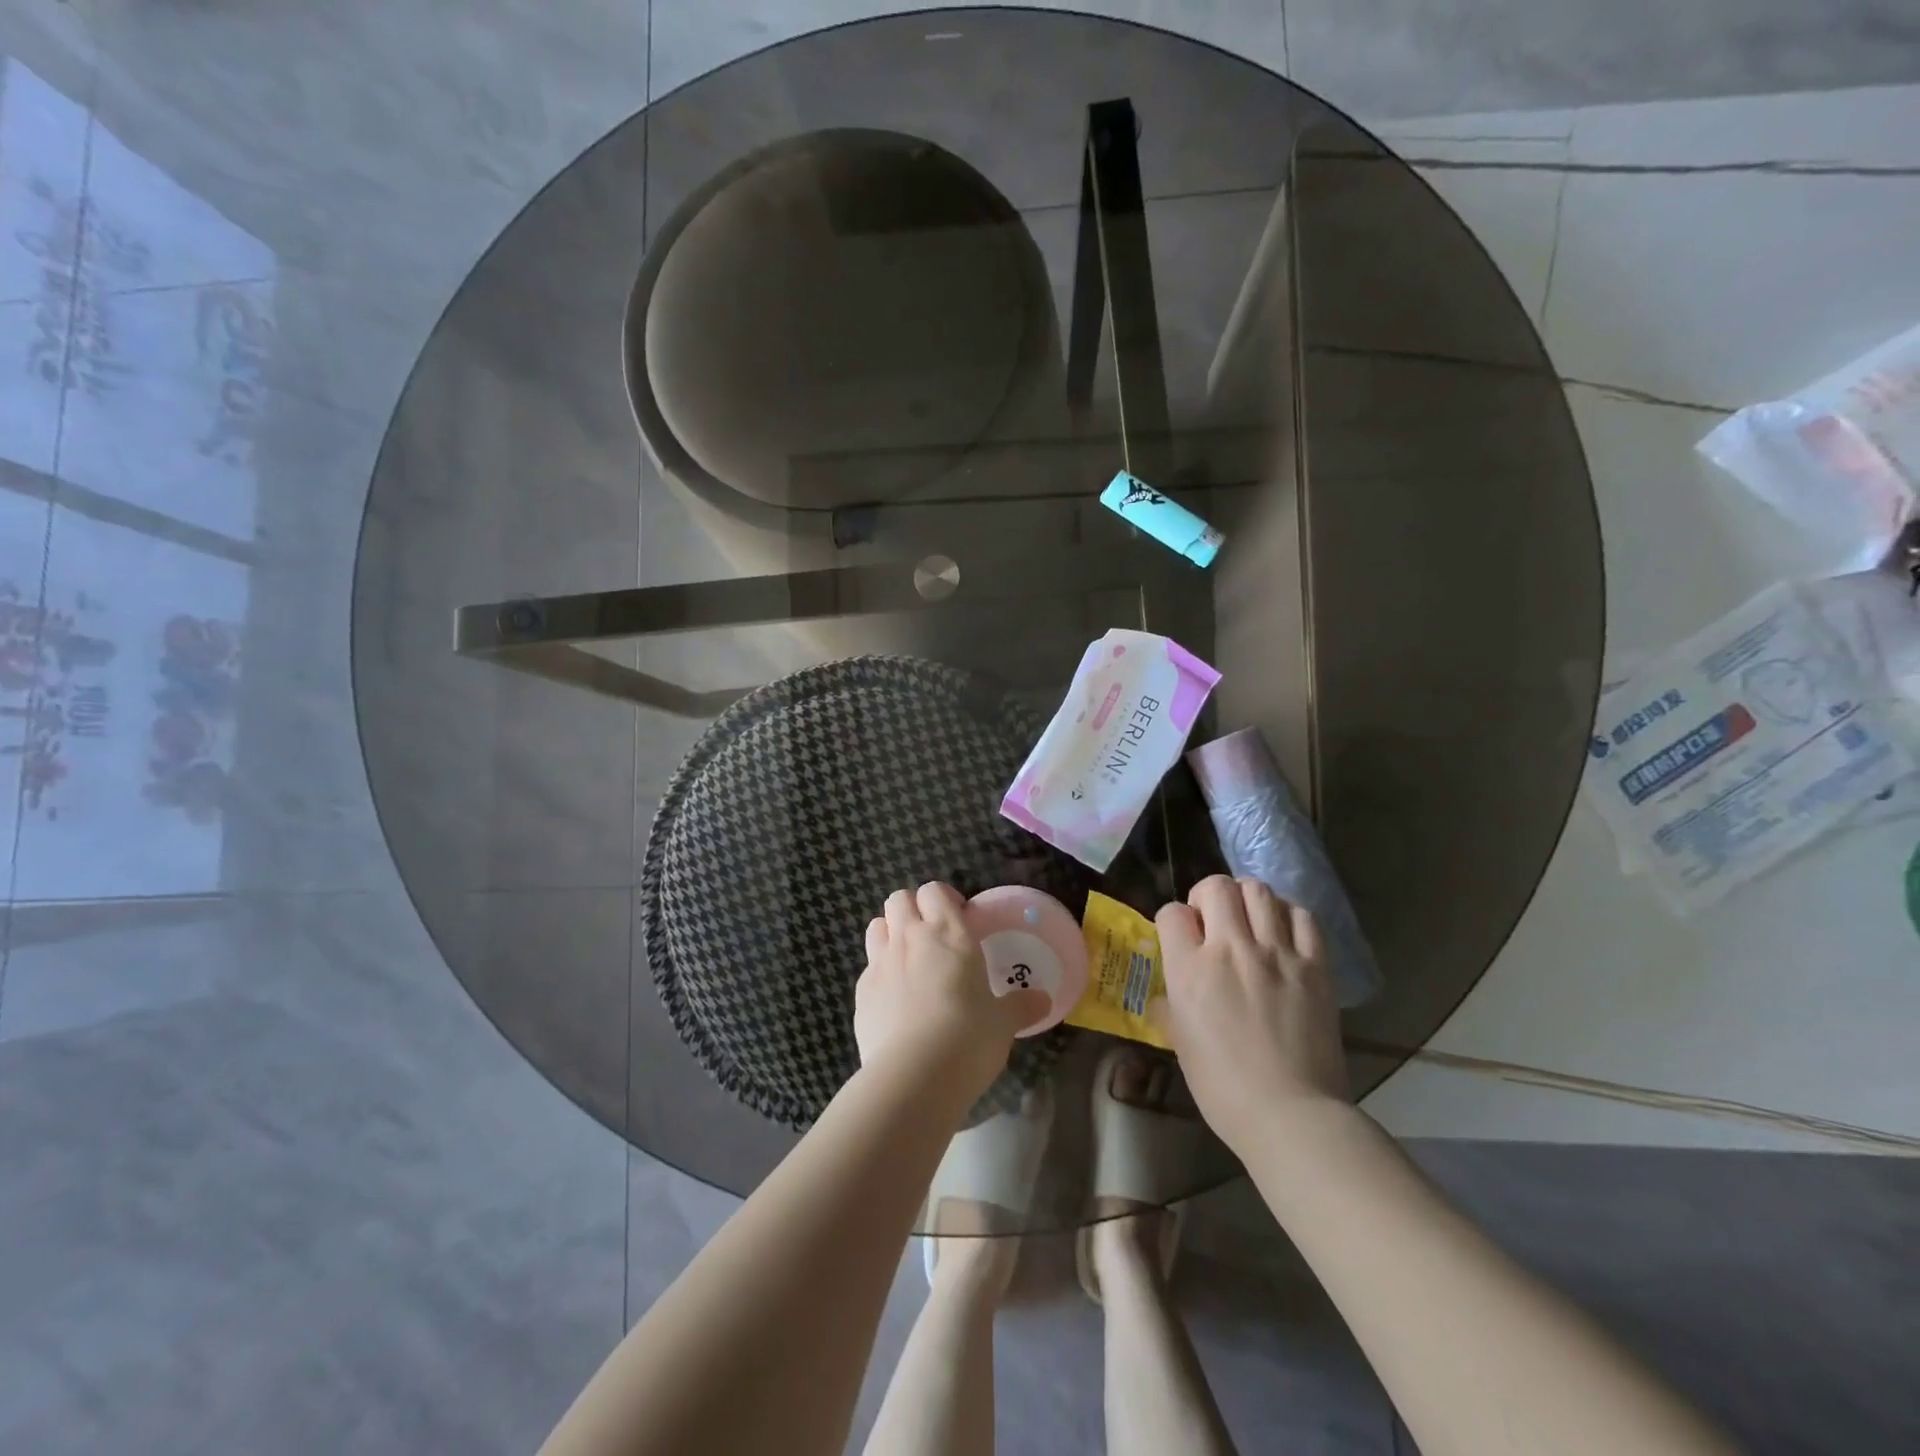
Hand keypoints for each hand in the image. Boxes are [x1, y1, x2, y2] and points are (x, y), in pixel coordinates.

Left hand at [855, 883, 1049, 1102]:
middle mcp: (910, 938)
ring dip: (890, 933)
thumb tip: (1043, 1000)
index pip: (934, 891)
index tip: (959, 918)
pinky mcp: (861, 992)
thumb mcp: (1003, 1022)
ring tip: (909, 959)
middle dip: (912, 908)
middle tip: (932, 934)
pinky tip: (895, 1000)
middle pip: (899, 899)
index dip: (944, 899)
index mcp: (948, 933)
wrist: (914, 1076)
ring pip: (877, 926)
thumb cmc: (968, 1037)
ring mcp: (880, 963)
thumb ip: (1020, 1006)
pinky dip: (880, 973)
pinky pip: (868, 967)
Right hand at [1153, 875, 1348, 1154]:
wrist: (1291, 1115)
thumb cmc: (1223, 1088)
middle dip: (1208, 895)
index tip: (1180, 936)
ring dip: (1247, 898)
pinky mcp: (1315, 966)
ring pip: (1259, 891)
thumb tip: (1169, 997)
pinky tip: (1284, 934)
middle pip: (1217, 886)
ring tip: (1249, 920)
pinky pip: (1303, 917)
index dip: (1173, 920)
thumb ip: (1171, 1009)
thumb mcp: (1181, 1045)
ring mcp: (1277, 954)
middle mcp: (1232, 949)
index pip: (1173, 913)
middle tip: (1213, 920)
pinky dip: (1289, 916)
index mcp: (1191, 969)